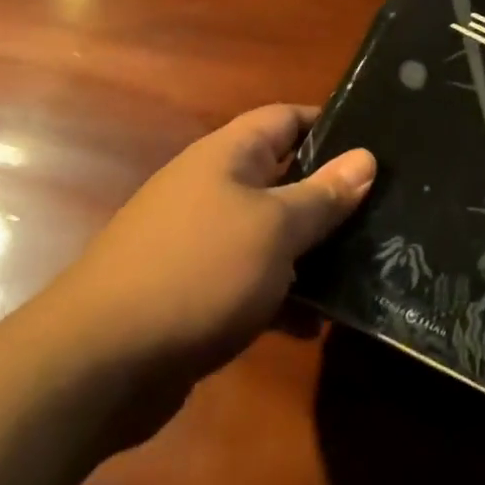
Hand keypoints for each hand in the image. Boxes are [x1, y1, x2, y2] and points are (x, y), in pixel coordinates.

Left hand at [51, 105, 374, 383]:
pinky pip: (252, 280)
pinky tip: (316, 325)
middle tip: (387, 211)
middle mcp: (214, 189)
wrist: (97, 365)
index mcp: (228, 156)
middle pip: (285, 176)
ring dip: (312, 251)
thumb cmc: (197, 272)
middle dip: (332, 195)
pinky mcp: (196, 291)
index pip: (288, 118)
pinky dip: (283, 296)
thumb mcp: (274, 229)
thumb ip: (323, 195)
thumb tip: (366, 157)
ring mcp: (202, 241)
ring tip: (368, 268)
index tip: (380, 144)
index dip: (333, 125)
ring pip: (273, 232)